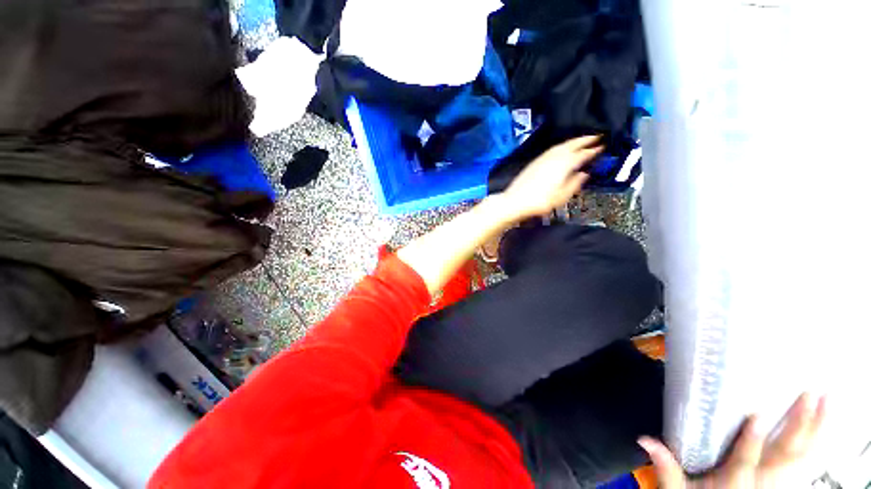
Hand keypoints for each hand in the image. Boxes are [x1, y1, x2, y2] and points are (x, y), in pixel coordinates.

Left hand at [498, 135, 603, 220]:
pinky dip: (562, 146)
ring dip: (574, 141)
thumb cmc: (540, 201)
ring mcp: (543, 157)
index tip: (604, 146)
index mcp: (564, 164)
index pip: (583, 153)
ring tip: (582, 140)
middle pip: (572, 144)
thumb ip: (575, 183)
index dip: (594, 149)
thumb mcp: (561, 196)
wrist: (515, 201)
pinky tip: (563, 150)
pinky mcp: (535, 161)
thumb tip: (585, 173)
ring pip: (562, 145)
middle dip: (585, 139)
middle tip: (597, 136)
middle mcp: (554, 157)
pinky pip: (553, 149)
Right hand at [639, 393, 826, 488]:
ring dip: (816, 430)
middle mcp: (762, 483)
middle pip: (784, 457)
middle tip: (809, 394)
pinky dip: (818, 442)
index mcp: (735, 484)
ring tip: (826, 400)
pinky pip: (808, 462)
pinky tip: (826, 424)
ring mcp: (778, 482)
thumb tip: (644, 440)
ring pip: (803, 457)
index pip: (743, 462)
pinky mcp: (786, 481)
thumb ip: (667, 468)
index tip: (757, 415)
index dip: (751, 441)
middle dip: (798, 426)